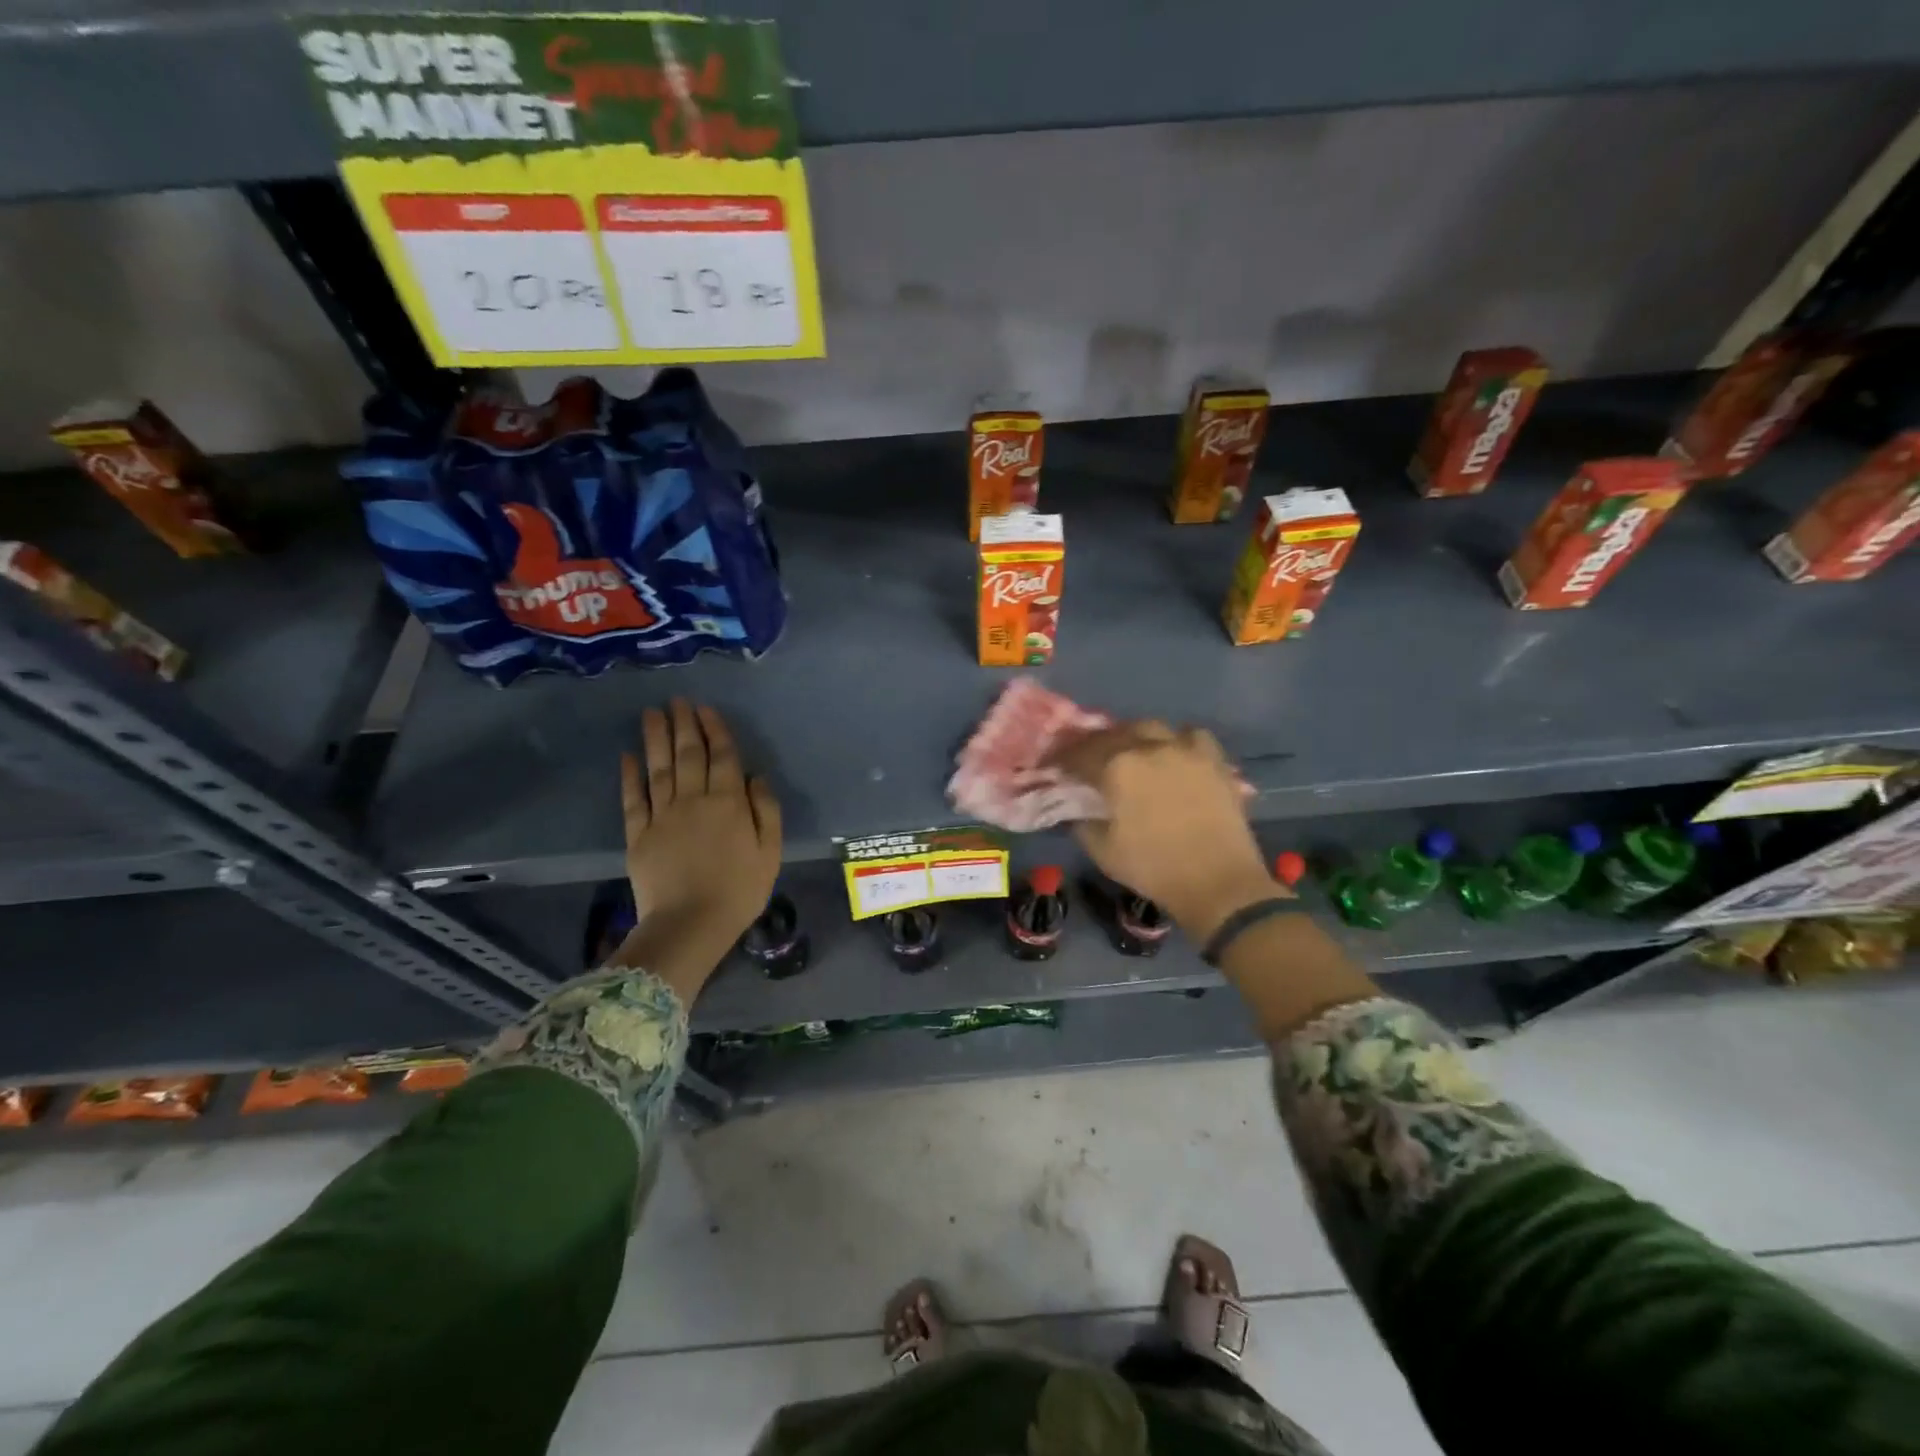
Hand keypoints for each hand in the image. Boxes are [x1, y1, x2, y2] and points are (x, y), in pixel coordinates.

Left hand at [613, 699, 781, 1001]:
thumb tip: (756, 776)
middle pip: (688, 754)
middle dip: (684, 724)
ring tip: (652, 713)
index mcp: (728, 803)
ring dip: (655, 738)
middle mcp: (694, 800)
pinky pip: (633, 798)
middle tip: (677, 700)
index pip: (722, 757)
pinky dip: (629, 775)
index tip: (706, 708)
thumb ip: (766, 810)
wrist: (690, 925)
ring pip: (659, 768)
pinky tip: (628, 756)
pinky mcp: (638, 834)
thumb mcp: (770, 852)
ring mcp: (662, 816)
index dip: (715, 730)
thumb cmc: (739, 891)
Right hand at [1053, 722, 1276, 942]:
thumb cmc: (1154, 868)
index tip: (1054, 766)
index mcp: (1117, 768)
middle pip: (1113, 734)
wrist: (1218, 882)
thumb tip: (1077, 810)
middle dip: (1096, 744)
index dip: (1062, 760)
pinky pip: (1191, 736)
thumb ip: (1082, 823)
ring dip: (1134, 736)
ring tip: (1130, 752)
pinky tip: (1173, 754)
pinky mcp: (1214, 760)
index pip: (1079, 754)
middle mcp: (1149, 747)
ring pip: (1151, 727)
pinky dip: (1177, 740)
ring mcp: (1185, 749)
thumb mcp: (1102, 851)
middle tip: (1089, 760)